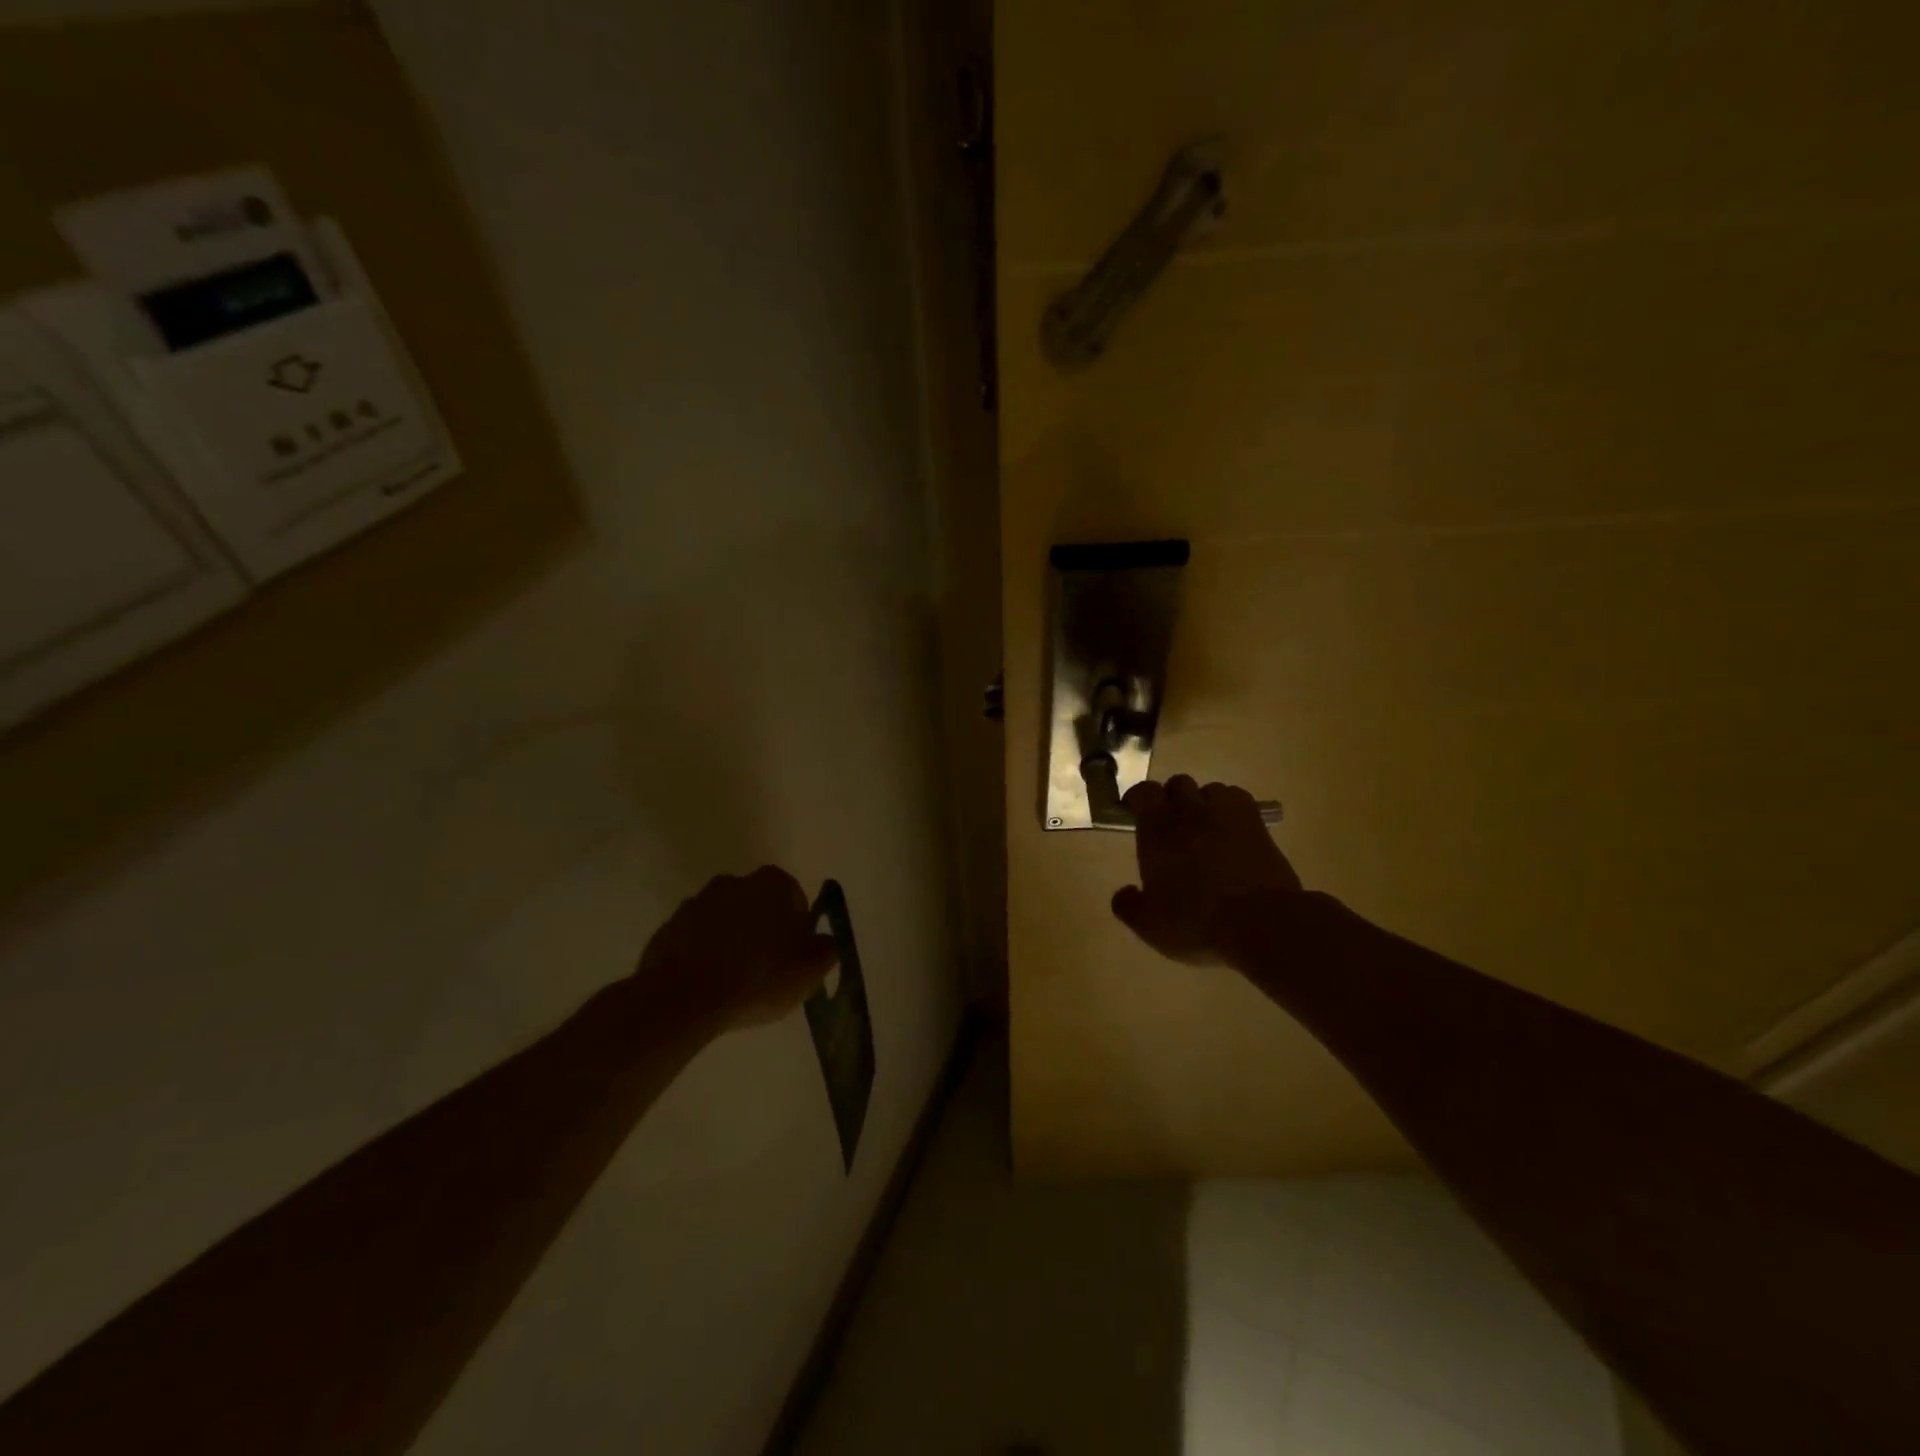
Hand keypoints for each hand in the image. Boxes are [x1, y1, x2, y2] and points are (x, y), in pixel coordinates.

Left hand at [633, 866, 837, 1033]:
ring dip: (731, 941)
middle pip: (758, 905)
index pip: (795, 899)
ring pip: (725, 920)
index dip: (797, 929)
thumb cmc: (759, 977)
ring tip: (735, 981)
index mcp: (774, 883)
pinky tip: (708, 984)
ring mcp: (697, 902)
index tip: (793, 957)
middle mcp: (735, 881)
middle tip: (767, 969)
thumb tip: (824, 942)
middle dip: (763, 929)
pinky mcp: (669, 927)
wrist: (685, 997)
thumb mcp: (810, 970)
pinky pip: (696, 939)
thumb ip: (825, 950)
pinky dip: (703, 954)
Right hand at [1111, 776, 1302, 964]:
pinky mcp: (1259, 826)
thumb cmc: (1197, 922)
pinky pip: (1240, 801)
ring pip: (1212, 789)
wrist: (1261, 924)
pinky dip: (1232, 809)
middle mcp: (1191, 814)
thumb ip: (1129, 906)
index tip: (1133, 810)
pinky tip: (1232, 829)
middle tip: (1170, 821)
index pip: (1144, 793)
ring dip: (1203, 802)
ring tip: (1204, 824)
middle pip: (1178, 784)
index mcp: (1158, 831)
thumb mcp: (1151, 926)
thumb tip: (1123, 894)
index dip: (1137, 797)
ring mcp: (1228, 816)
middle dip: (1171, 797)